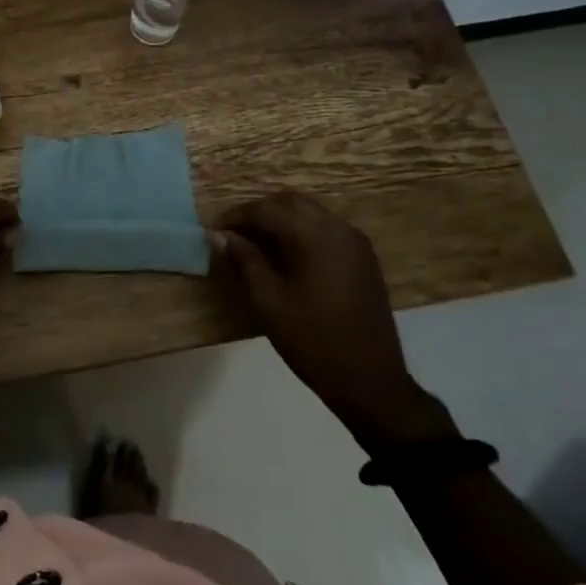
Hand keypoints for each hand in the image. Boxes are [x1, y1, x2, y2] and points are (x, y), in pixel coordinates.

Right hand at [214, 190, 452, 451]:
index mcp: (315, 236)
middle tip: (233, 233)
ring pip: (310, 212)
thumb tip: (220, 235)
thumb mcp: (269, 302)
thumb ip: (245, 261)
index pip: (267, 209)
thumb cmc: (313, 342)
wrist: (371, 382)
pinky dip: (301, 230)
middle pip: (290, 202)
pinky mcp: (363, 258)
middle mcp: (338, 228)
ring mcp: (355, 242)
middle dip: (259, 211)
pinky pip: (326, 228)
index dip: (236, 216)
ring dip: (281, 219)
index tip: (214, 230)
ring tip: (255, 243)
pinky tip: (286, 255)